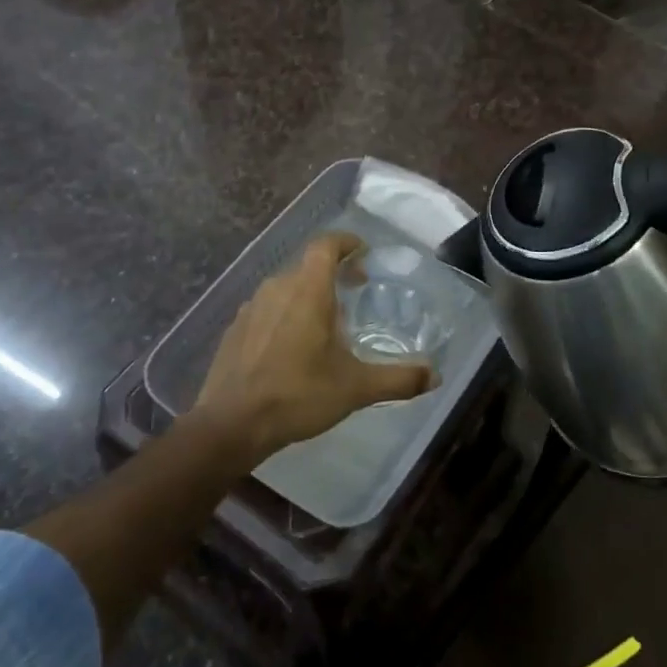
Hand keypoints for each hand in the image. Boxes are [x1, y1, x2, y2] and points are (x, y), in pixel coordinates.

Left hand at [194, 232, 435, 463]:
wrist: (231, 424)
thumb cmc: (298, 396)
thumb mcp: (356, 389)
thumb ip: (398, 379)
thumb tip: (435, 375)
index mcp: (307, 291)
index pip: (326, 245)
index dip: (346, 242)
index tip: (363, 253)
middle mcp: (277, 289)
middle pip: (308, 266)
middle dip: (333, 273)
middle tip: (355, 291)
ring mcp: (251, 308)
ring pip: (286, 288)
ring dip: (308, 295)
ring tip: (326, 323)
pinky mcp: (235, 329)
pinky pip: (267, 309)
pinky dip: (285, 315)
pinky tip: (292, 347)